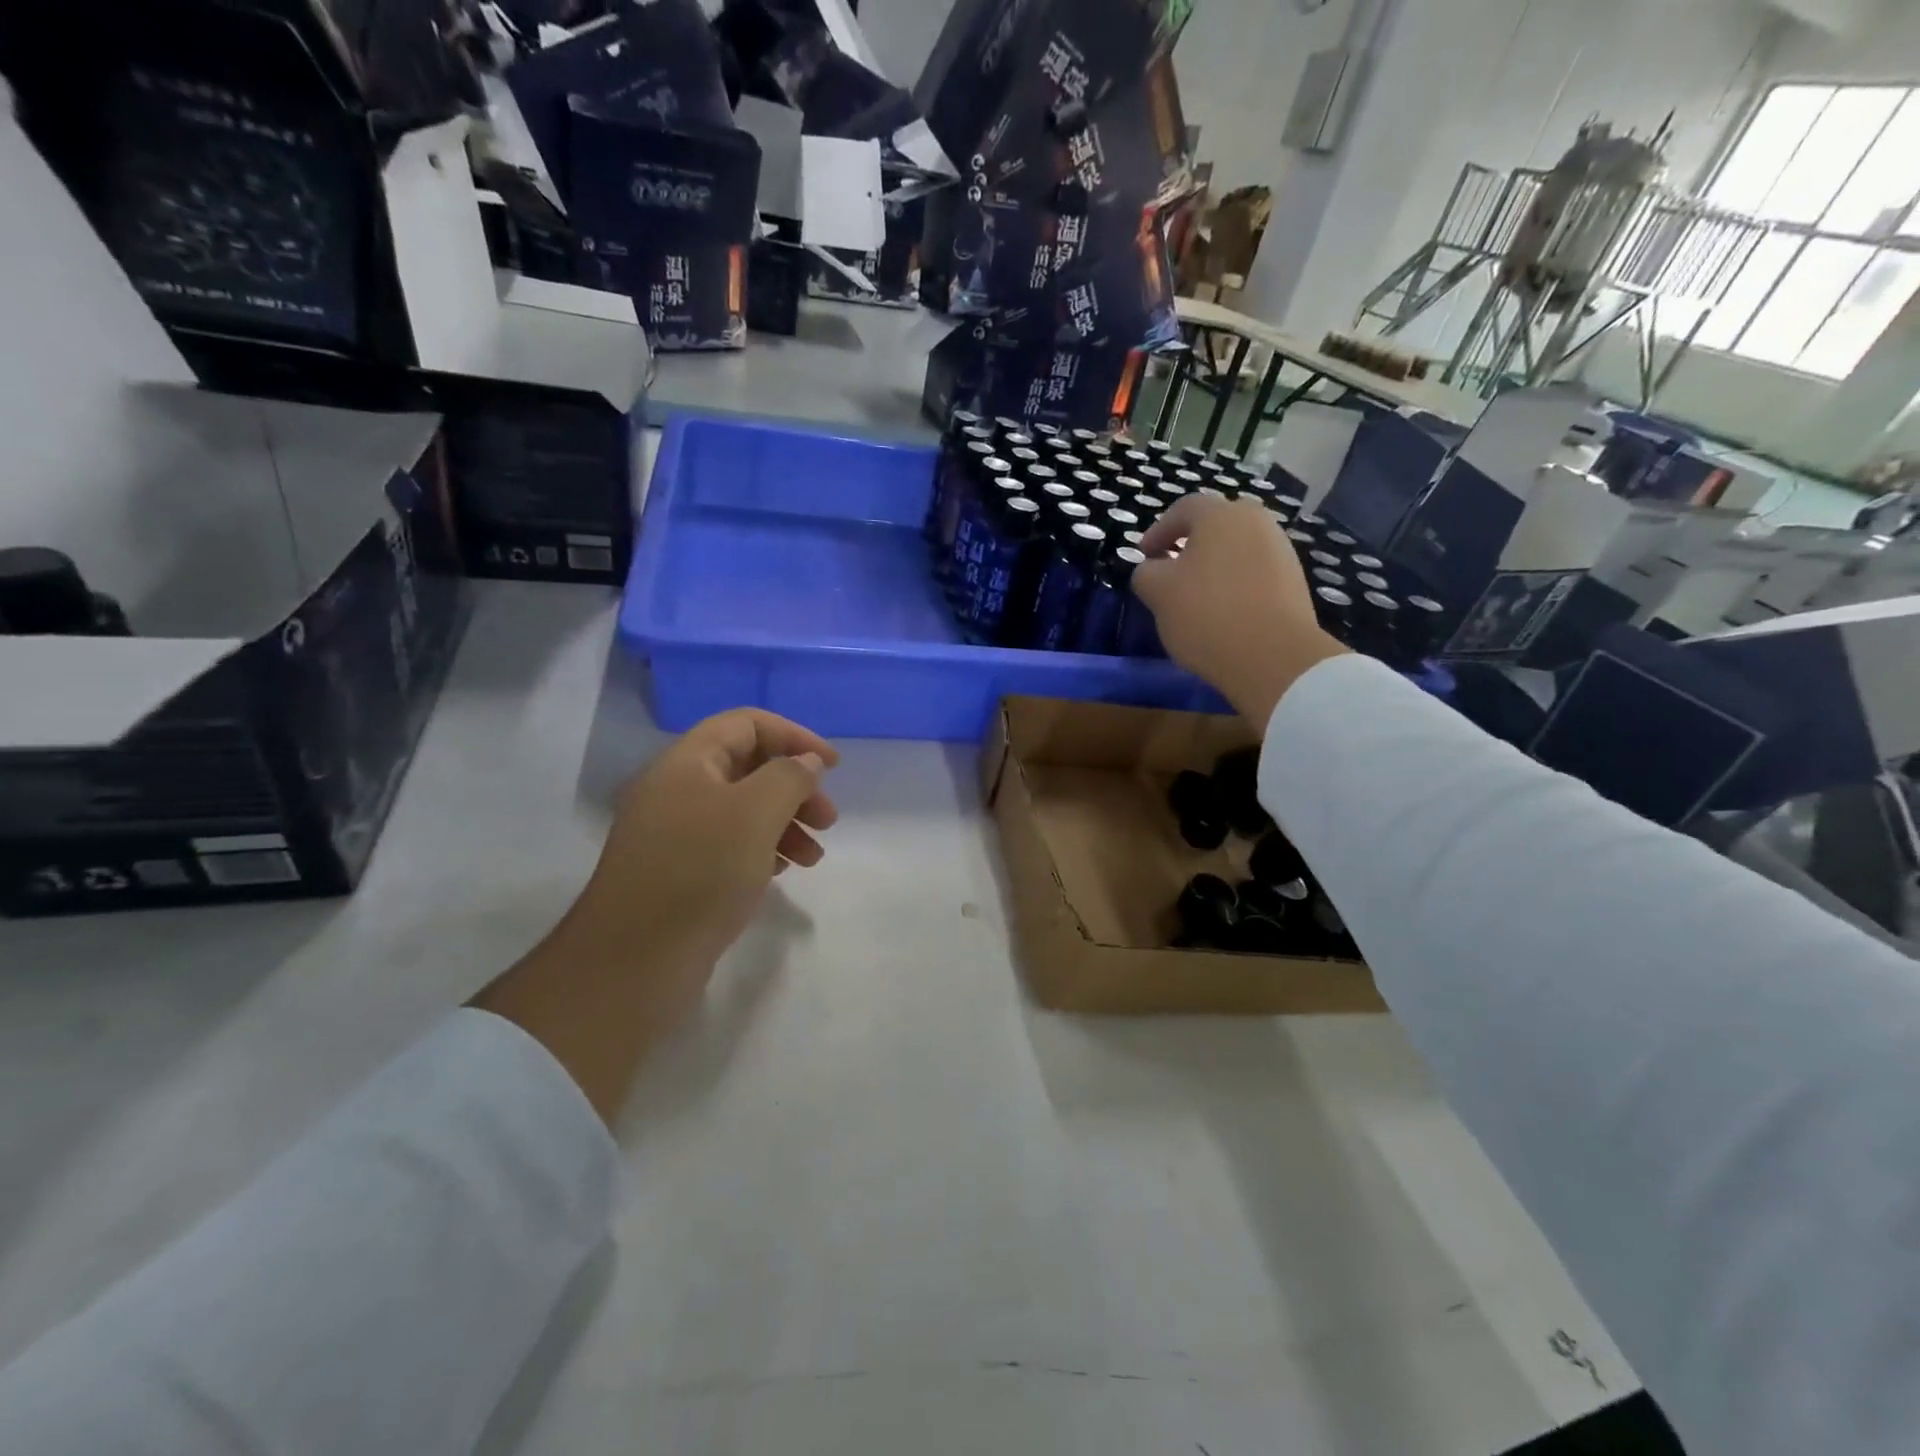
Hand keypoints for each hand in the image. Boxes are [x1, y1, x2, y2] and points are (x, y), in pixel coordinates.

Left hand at [571, 708, 838, 971]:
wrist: (634, 962)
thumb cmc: (700, 873)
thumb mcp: (756, 814)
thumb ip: (789, 777)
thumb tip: (806, 762)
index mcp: (687, 763)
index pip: (747, 724)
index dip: (795, 737)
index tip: (833, 767)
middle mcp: (676, 790)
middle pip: (748, 767)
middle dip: (795, 787)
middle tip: (828, 821)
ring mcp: (674, 833)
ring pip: (742, 810)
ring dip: (785, 823)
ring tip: (813, 857)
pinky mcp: (678, 870)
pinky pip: (728, 844)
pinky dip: (763, 849)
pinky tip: (781, 872)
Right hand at [1133, 494, 1347, 724]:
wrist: (1273, 656)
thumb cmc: (1206, 614)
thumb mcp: (1158, 592)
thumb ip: (1146, 573)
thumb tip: (1152, 569)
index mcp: (1221, 515)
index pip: (1183, 509)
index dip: (1157, 531)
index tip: (1144, 556)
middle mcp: (1256, 522)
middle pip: (1215, 526)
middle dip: (1189, 545)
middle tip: (1171, 571)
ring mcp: (1281, 550)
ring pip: (1237, 549)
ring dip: (1213, 565)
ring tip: (1196, 595)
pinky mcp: (1294, 580)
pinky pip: (1255, 572)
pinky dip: (1235, 583)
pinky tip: (1224, 611)